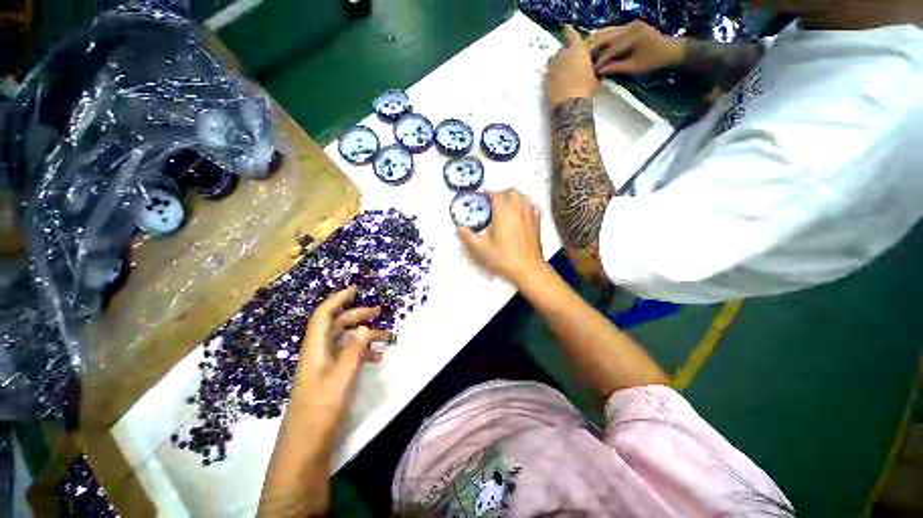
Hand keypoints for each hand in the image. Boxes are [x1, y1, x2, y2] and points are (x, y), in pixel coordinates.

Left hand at [292, 286, 389, 432]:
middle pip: (338, 325)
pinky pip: (349, 356)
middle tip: (379, 312)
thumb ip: (354, 351)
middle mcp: (319, 353)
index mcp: (315, 349)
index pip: (323, 315)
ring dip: (365, 336)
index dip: (337, 299)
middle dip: (358, 315)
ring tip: (387, 337)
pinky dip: (363, 352)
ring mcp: (325, 366)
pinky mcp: (331, 377)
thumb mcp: (340, 379)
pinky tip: (377, 358)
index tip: (355, 289)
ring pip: (346, 341)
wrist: (305, 447)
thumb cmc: (319, 411)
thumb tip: (365, 327)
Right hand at [458, 189, 544, 285]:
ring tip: (506, 207)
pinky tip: (520, 214)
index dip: (487, 194)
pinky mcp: (537, 222)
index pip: (496, 194)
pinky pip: (532, 206)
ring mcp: (530, 215)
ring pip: (523, 197)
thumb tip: (460, 229)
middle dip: (501, 194)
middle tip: (492, 203)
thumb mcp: (481, 249)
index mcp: (504, 212)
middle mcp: (518, 209)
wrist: (527, 269)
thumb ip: (468, 237)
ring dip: (513, 198)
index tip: (481, 198)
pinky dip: (524, 205)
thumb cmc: (503, 258)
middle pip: (511, 192)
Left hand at [544, 25, 598, 107]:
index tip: (566, 28)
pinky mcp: (544, 82)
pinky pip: (547, 76)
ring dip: (556, 66)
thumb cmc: (586, 90)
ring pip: (552, 63)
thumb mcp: (594, 76)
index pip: (571, 34)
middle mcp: (562, 55)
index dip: (569, 31)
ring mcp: (551, 69)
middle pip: (560, 51)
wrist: (570, 107)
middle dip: (564, 55)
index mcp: (577, 50)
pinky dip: (551, 78)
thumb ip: (588, 67)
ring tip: (561, 75)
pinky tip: (556, 85)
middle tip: (569, 64)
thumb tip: (587, 69)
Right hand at [587, 20, 684, 74]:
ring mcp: (630, 24)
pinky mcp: (629, 26)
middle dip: (593, 46)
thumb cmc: (654, 61)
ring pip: (607, 31)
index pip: (612, 48)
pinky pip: (612, 32)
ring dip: (595, 40)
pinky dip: (602, 38)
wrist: (670, 49)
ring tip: (583, 50)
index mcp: (634, 35)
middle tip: (580, 57)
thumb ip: (616, 68)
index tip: (590, 70)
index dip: (600, 60)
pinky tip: (593, 45)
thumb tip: (599, 71)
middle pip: (607, 35)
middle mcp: (631, 26)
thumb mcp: (635, 67)